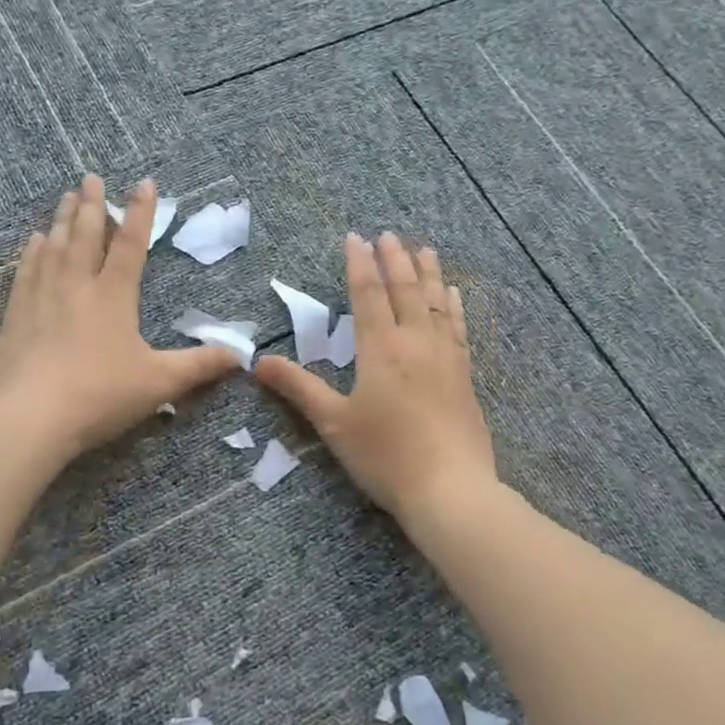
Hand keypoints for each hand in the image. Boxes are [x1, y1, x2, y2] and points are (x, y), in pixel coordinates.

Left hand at [0, 176, 239, 455]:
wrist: (30, 416)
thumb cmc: (100, 394)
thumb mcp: (160, 382)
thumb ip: (200, 366)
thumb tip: (241, 356)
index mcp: (114, 294)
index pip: (131, 243)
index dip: (141, 212)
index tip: (145, 182)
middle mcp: (77, 285)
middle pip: (86, 234)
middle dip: (93, 204)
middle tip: (91, 177)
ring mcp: (42, 296)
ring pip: (55, 246)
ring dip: (63, 219)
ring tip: (67, 197)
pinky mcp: (16, 314)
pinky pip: (26, 270)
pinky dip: (32, 251)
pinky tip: (34, 241)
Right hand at [257, 232, 497, 527]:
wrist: (450, 489)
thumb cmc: (385, 455)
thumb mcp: (333, 423)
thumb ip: (299, 388)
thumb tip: (259, 363)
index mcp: (380, 350)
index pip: (368, 295)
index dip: (359, 264)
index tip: (356, 238)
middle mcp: (415, 343)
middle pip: (405, 290)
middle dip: (395, 259)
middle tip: (389, 234)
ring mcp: (445, 357)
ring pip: (436, 303)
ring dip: (429, 273)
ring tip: (425, 249)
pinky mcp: (465, 376)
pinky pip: (458, 328)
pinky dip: (454, 306)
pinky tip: (455, 295)